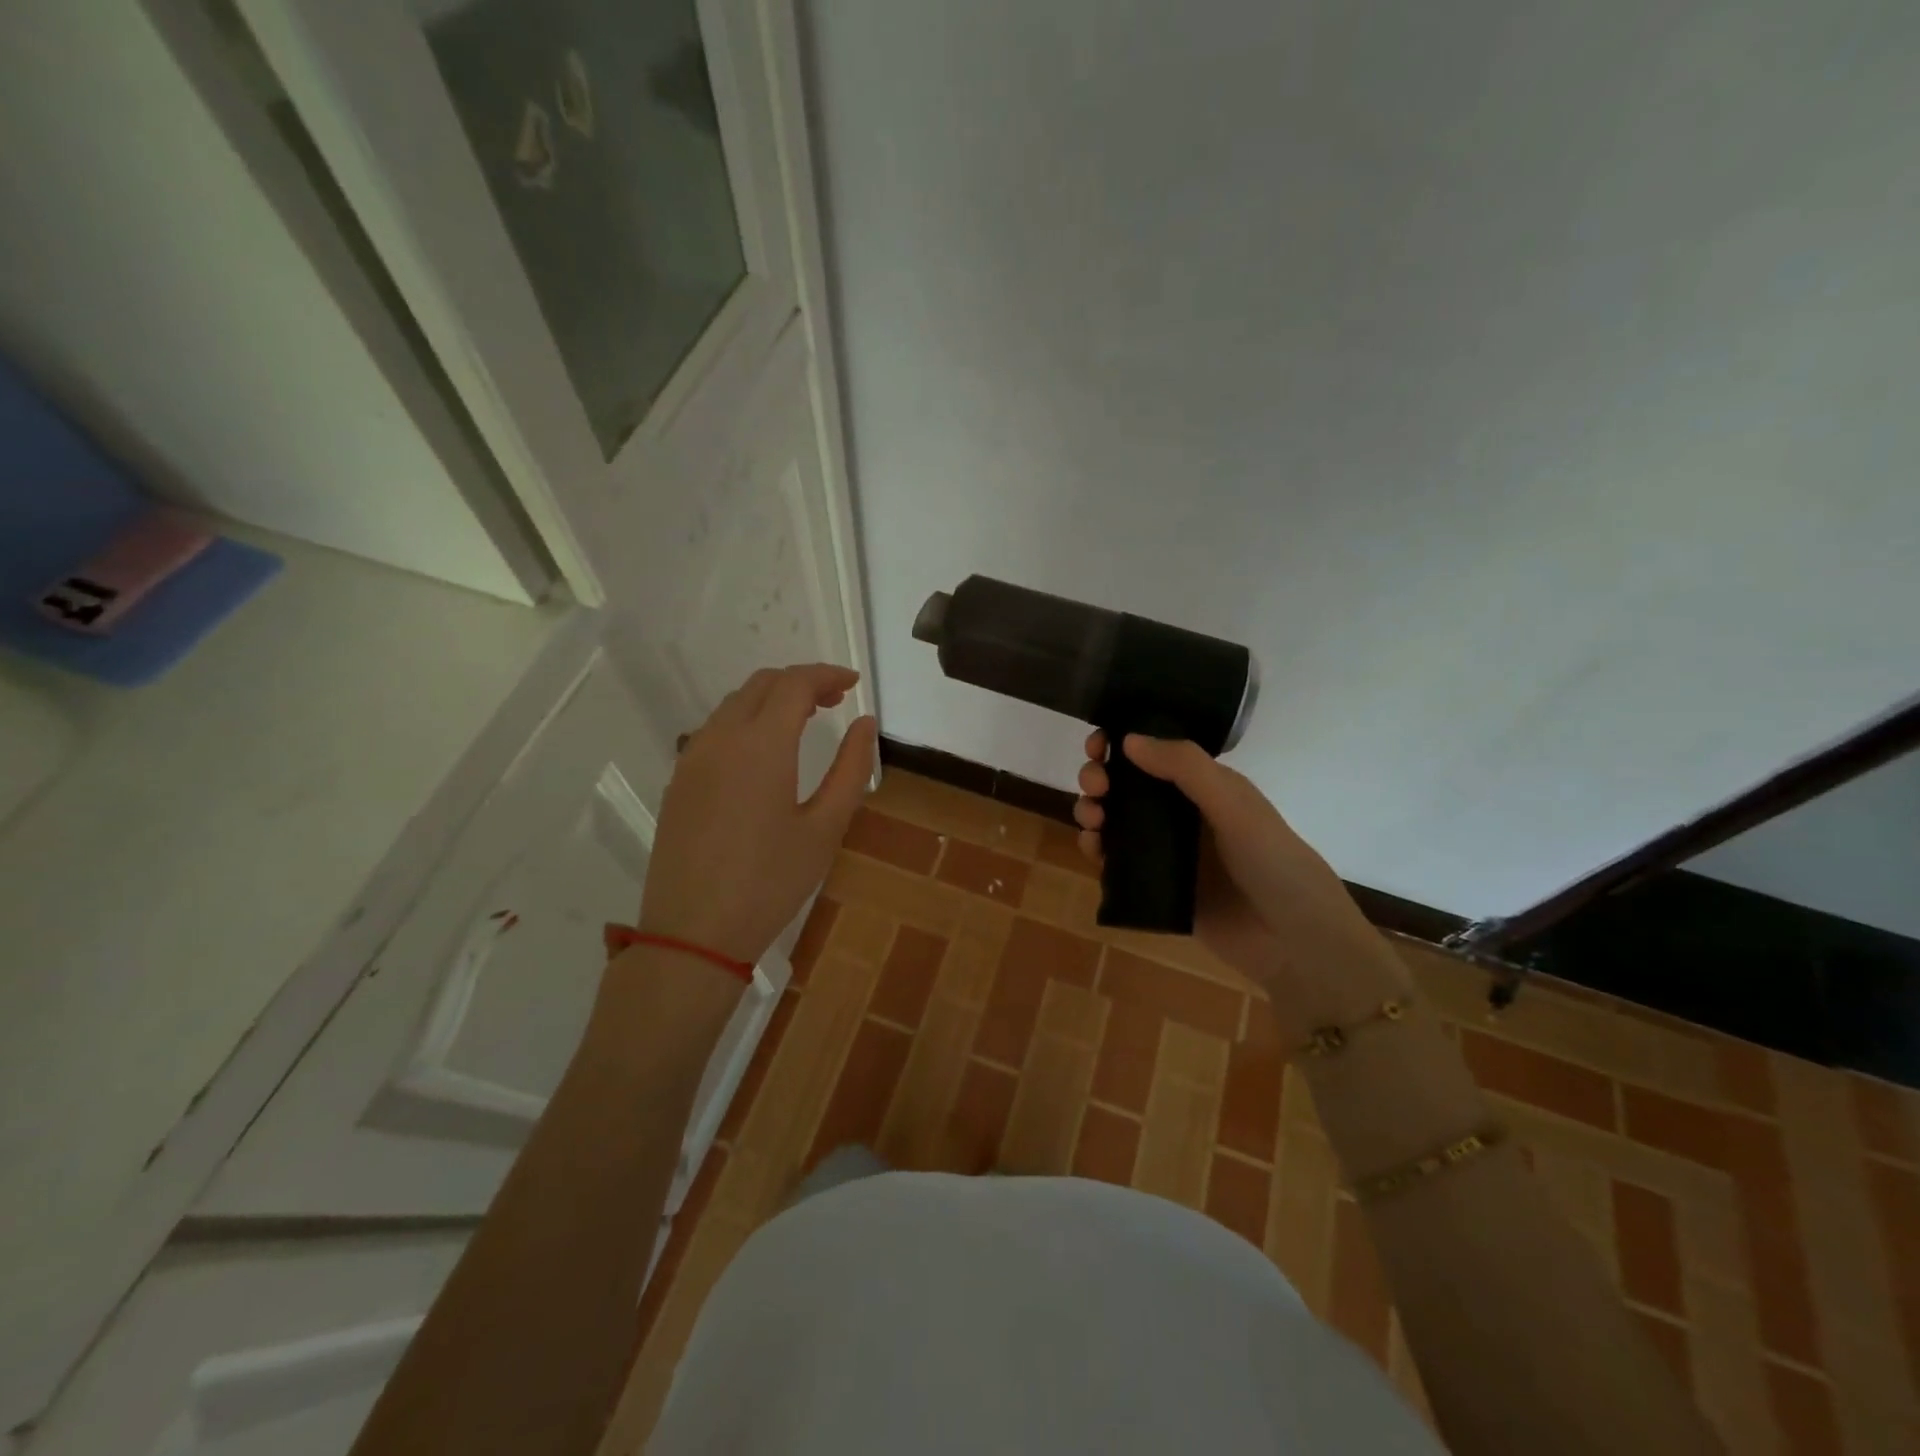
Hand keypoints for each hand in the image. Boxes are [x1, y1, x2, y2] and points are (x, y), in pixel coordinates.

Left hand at [639, 664, 876, 966]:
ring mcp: (692, 758)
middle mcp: (720, 738)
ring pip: (734, 704)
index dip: (827, 676)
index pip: (795, 684)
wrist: (693, 932)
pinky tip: (763, 753)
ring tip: (803, 722)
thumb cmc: (770, 881)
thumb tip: (864, 724)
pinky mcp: (678, 781)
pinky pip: (714, 730)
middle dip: (801, 682)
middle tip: (834, 701)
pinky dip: (746, 721)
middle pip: (761, 684)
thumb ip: (851, 769)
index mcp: (761, 744)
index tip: (854, 684)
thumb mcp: (825, 828)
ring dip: (771, 700)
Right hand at [1075, 731, 1409, 1040]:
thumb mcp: (1235, 806)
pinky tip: (1092, 848)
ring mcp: (1168, 853)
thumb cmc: (1275, 864)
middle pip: (1128, 786)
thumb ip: (1186, 769)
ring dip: (1094, 811)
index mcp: (1206, 788)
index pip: (1155, 754)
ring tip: (1091, 819)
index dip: (1122, 743)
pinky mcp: (1157, 889)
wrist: (1296, 945)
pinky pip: (1117, 863)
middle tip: (1094, 786)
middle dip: (1101, 777)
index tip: (1097, 743)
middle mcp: (1184, 815)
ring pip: (1117, 822)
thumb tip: (1127, 738)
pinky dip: (1097, 850)